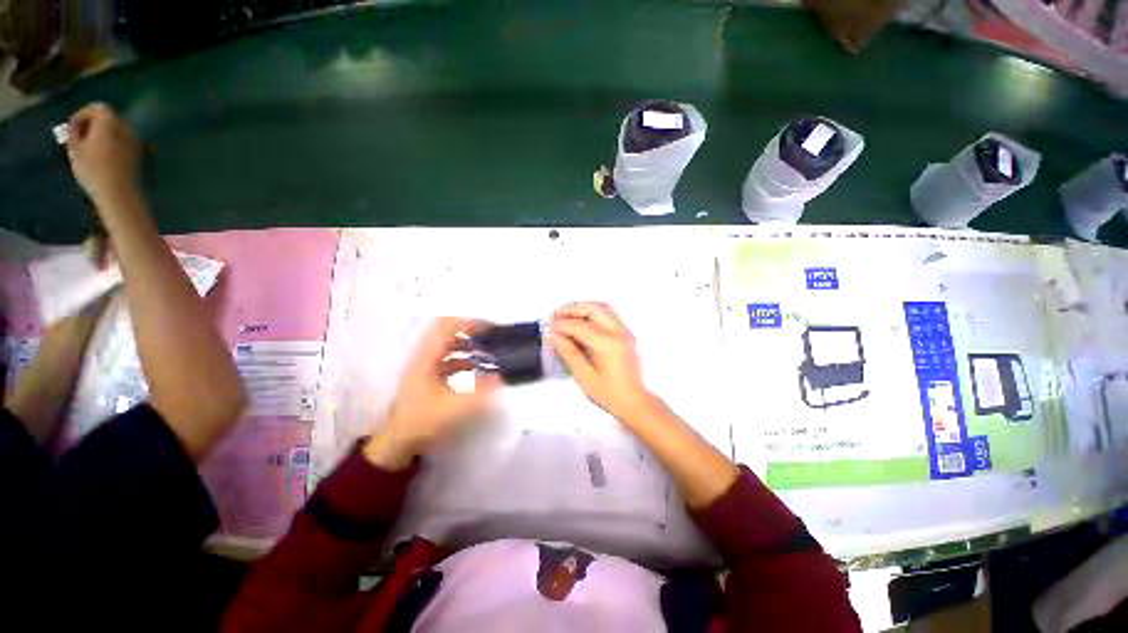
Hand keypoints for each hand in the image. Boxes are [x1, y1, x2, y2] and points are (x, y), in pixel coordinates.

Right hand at [64, 103, 142, 209]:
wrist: (120, 193)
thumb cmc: (93, 170)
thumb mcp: (75, 149)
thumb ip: (72, 133)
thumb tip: (71, 126)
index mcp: (111, 122)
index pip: (99, 108)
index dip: (84, 114)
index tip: (72, 127)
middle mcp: (127, 128)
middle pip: (108, 119)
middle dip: (93, 124)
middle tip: (78, 138)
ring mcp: (136, 141)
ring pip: (116, 131)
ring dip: (102, 135)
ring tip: (88, 150)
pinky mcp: (140, 155)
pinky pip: (123, 143)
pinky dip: (112, 145)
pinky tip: (102, 159)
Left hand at [364, 318, 501, 468]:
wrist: (397, 443)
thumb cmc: (422, 421)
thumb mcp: (454, 408)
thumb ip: (480, 393)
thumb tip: (501, 378)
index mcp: (427, 358)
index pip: (446, 326)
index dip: (468, 322)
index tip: (489, 327)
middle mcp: (426, 358)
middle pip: (449, 335)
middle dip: (473, 334)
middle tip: (494, 340)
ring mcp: (427, 368)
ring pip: (451, 349)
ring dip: (470, 349)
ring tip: (490, 355)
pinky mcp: (430, 379)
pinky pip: (451, 362)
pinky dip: (466, 363)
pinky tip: (479, 373)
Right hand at [548, 302, 652, 421]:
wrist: (634, 401)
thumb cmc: (609, 393)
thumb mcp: (584, 376)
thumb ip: (569, 353)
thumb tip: (554, 336)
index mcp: (607, 344)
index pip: (579, 326)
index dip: (561, 325)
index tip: (548, 327)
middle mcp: (618, 332)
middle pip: (592, 309)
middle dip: (571, 309)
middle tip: (555, 315)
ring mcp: (624, 331)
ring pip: (602, 307)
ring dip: (582, 307)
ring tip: (566, 314)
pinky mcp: (626, 334)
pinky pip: (608, 314)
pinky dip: (592, 311)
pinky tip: (582, 320)